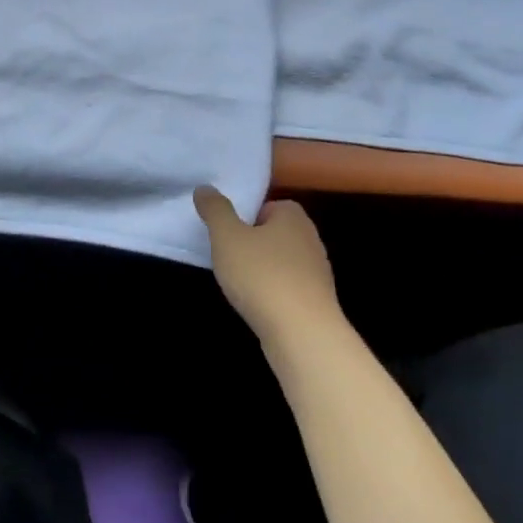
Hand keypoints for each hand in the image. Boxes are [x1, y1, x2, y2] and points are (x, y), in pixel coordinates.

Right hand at [193, 188, 341, 349]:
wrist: (302, 334)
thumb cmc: (262, 275)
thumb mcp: (227, 236)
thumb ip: (215, 210)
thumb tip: (204, 188)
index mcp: (292, 215)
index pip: (265, 206)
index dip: (244, 219)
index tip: (227, 236)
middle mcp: (310, 237)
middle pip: (272, 234)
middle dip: (251, 245)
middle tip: (228, 259)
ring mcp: (317, 272)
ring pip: (280, 263)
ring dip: (261, 272)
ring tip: (240, 286)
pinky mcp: (317, 301)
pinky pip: (288, 288)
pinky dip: (272, 294)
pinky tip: (258, 306)